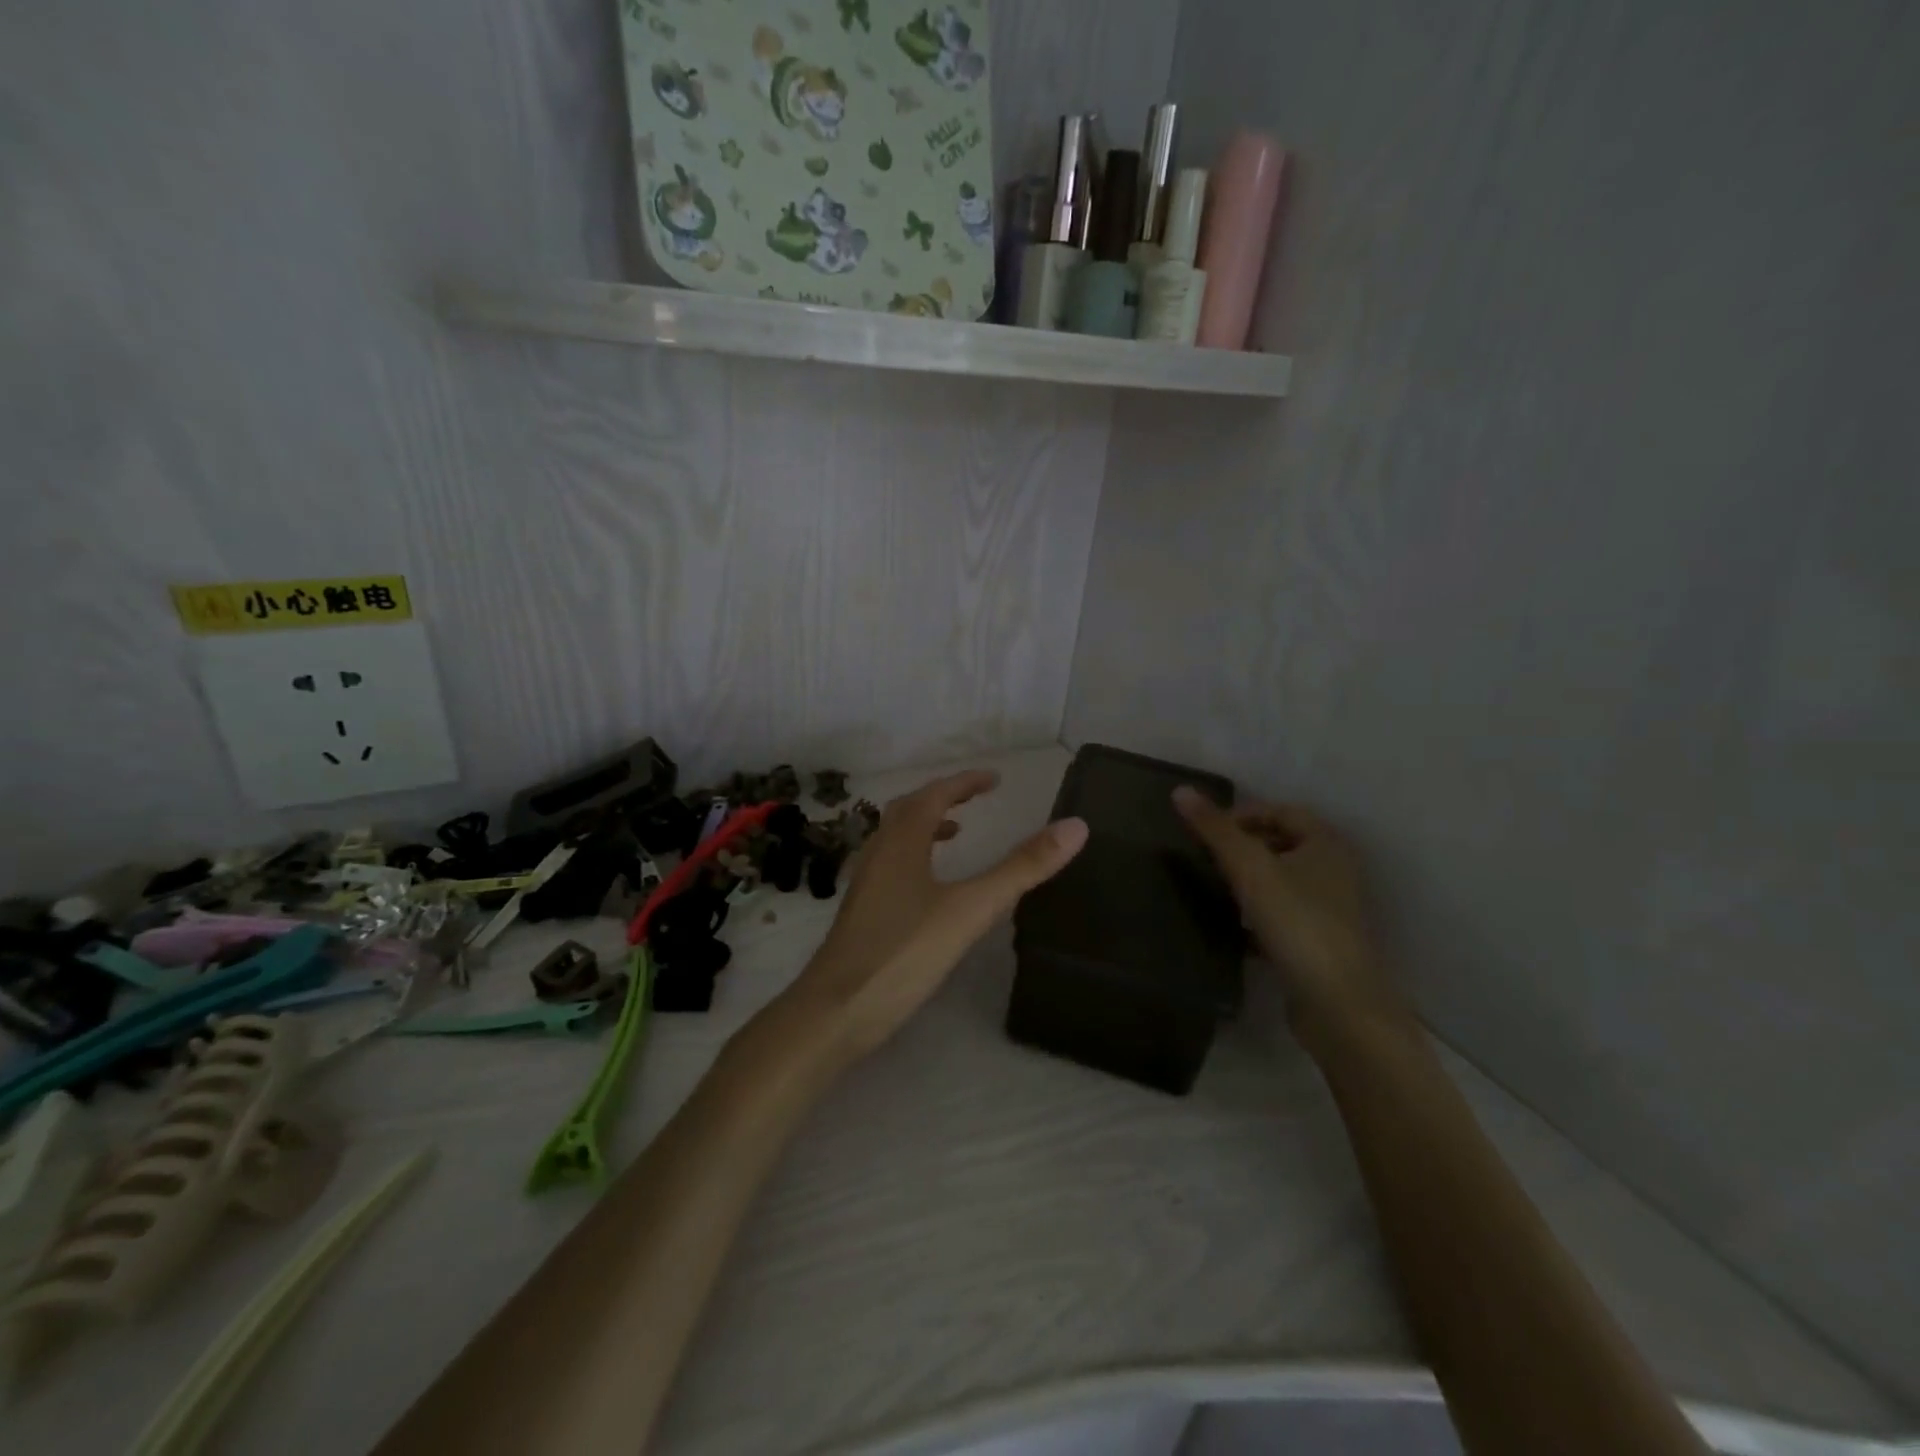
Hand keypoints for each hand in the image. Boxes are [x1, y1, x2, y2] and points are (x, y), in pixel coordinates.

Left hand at [787, 770, 1088, 1059]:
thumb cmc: (904, 953)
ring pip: (895, 838)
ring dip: (925, 826)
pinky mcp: (861, 912)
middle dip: (943, 798)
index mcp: (902, 842)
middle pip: (909, 810)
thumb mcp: (971, 909)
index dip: (965, 783)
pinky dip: (914, 858)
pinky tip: (928, 890)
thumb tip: (1075, 826)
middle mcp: (878, 853)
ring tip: (955, 835)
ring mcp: (865, 884)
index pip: (934, 795)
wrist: (835, 1011)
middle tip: (975, 799)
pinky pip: (890, 866)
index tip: (994, 779)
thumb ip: (1021, 868)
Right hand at [1172, 788, 1398, 1027]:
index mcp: (1326, 843)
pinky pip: (1281, 916)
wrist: (1336, 1003)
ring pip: (1280, 881)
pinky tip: (1229, 926)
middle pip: (1280, 844)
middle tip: (1204, 857)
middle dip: (1242, 847)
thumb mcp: (1249, 867)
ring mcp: (1329, 909)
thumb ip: (1214, 829)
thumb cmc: (1297, 921)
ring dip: (1247, 881)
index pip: (1280, 811)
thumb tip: (1180, 790)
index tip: (1205, 832)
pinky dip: (1255, 914)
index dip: (1242, 814)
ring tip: (1212, 888)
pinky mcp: (1318, 943)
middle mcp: (1334, 870)